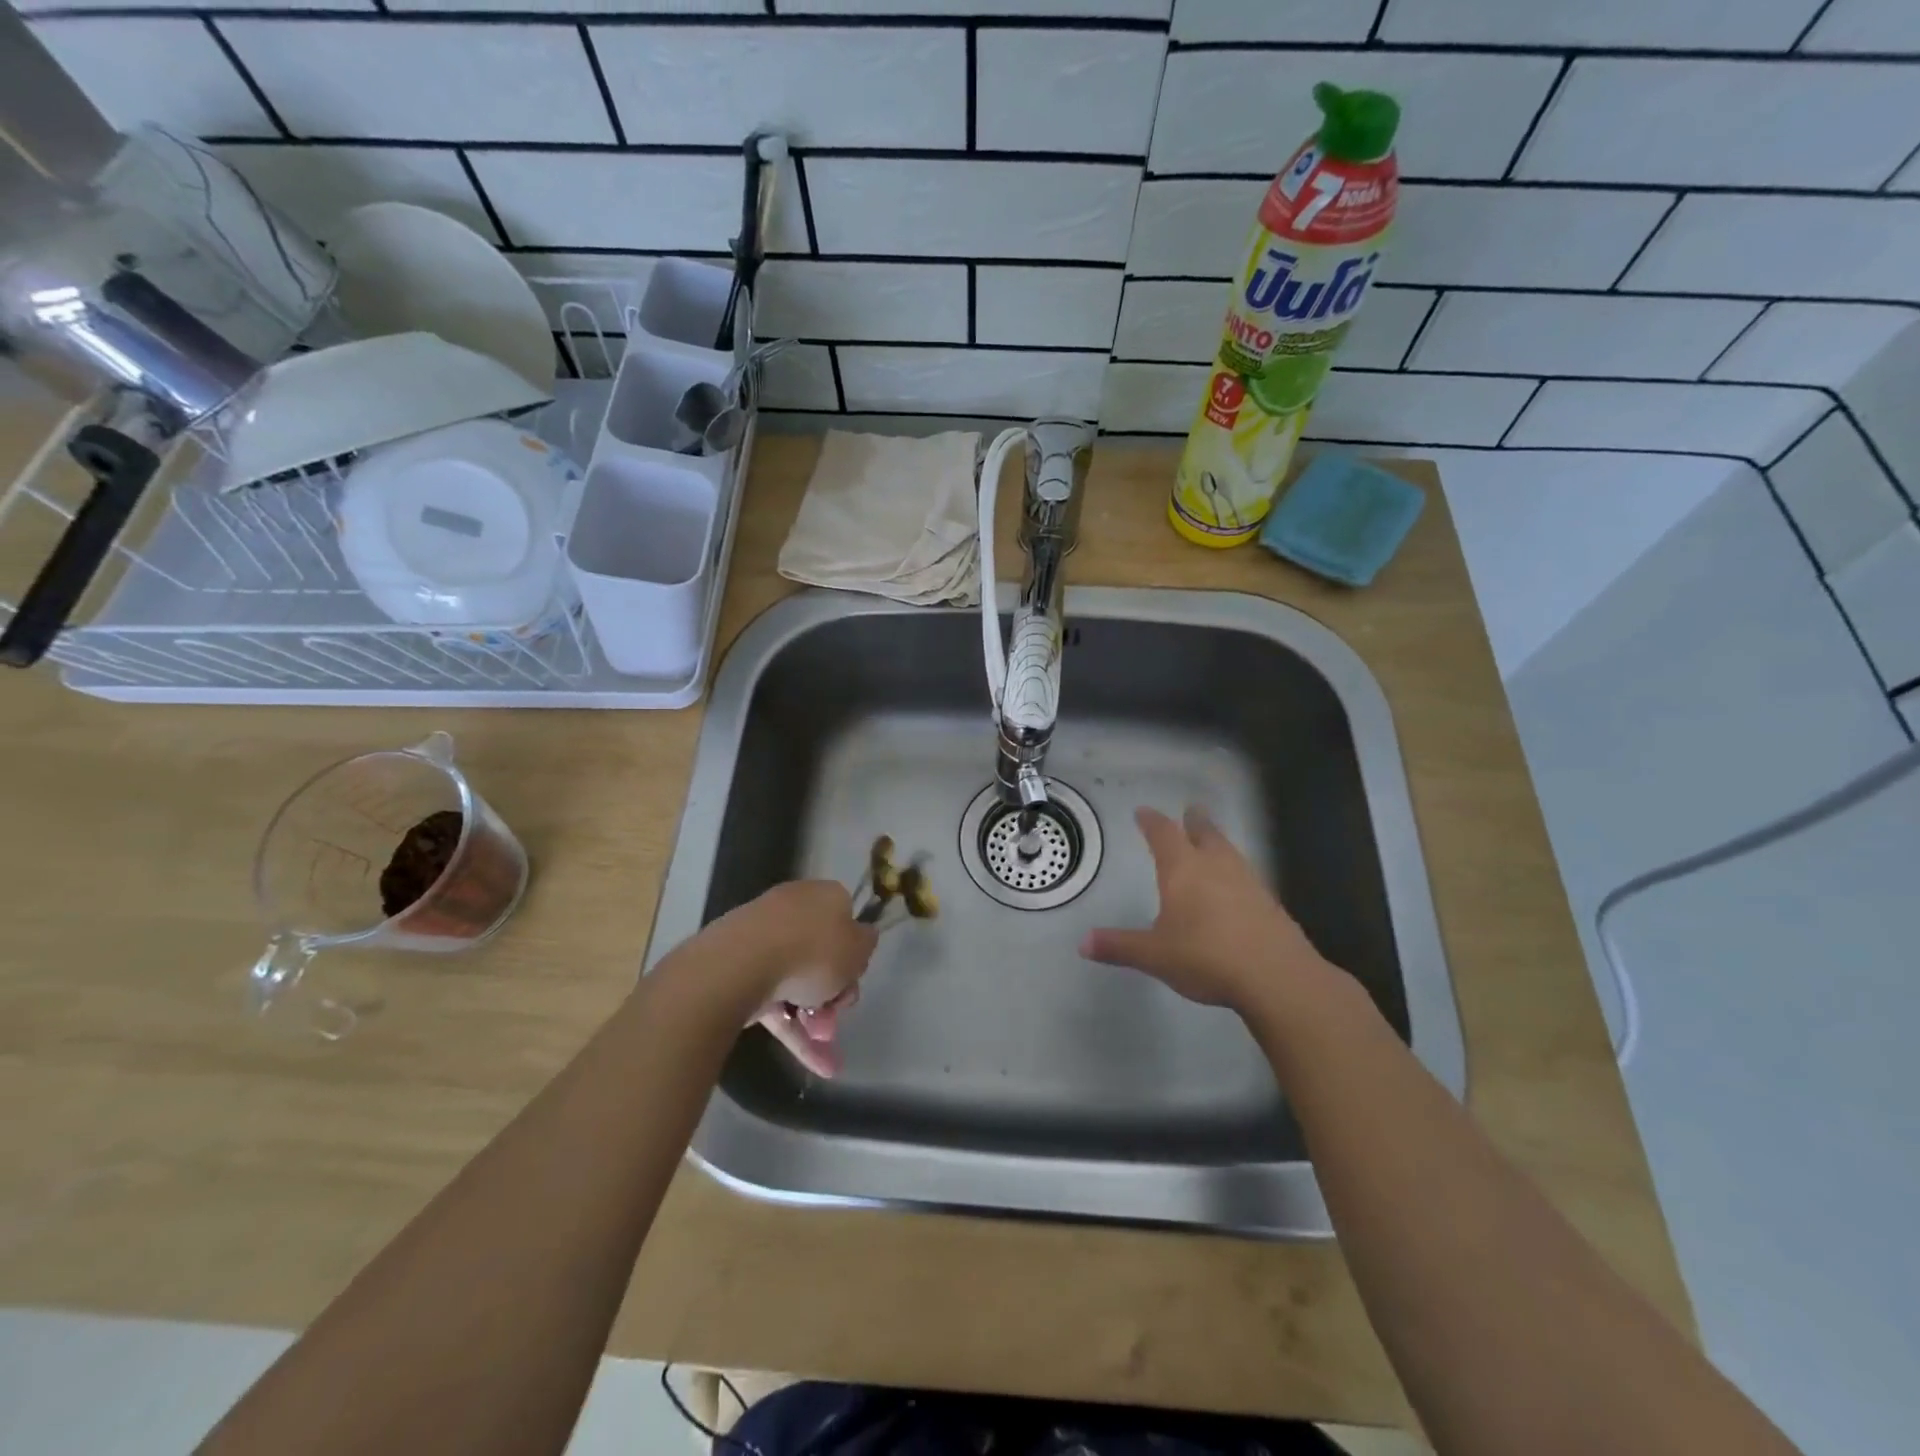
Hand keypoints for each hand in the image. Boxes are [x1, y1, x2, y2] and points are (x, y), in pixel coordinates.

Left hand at [716, 880, 878, 1078]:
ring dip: (815, 1019)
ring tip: (826, 1056)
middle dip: (834, 991)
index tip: (856, 976)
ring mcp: (761, 942)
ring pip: (797, 982)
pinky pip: (774, 1002)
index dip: (854, 950)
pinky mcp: (738, 973)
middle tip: (839, 1012)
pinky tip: (815, 1066)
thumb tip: (861, 937)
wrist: (740, 966)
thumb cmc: (812, 950)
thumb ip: (865, 943)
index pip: (845, 917)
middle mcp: (791, 911)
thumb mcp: (858, 948)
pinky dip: (793, 1032)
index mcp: (822, 896)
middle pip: (821, 954)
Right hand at [1080, 807, 1331, 1012]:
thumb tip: (1083, 943)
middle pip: (1205, 834)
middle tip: (1191, 811)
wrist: (1276, 976)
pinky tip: (1236, 887)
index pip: (1163, 835)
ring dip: (1218, 843)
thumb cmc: (1205, 957)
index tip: (1143, 812)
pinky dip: (1236, 872)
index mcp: (1183, 870)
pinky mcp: (1270, 904)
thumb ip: (1119, 946)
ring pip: (1230, 852)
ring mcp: (1248, 883)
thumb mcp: (1154, 955)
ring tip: (1213, 843)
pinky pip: (1247, 877)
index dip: (1151, 822)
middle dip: (1195, 822)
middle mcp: (1216, 867)